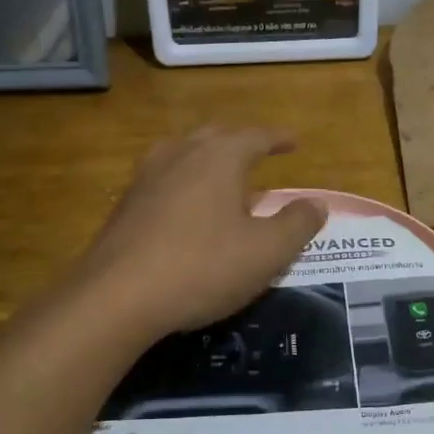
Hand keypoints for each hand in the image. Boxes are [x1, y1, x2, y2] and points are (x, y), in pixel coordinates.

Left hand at [78, 126, 325, 335]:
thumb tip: (316, 204)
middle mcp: (180, 154)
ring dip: (206, 160)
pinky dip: (183, 183)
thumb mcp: (266, 252)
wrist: (116, 296)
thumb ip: (297, 224)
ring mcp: (146, 177)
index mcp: (219, 157)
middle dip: (239, 143)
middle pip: (215, 136)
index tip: (293, 141)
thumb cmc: (202, 267)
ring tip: (221, 178)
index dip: (277, 138)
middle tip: (257, 154)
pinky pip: (163, 180)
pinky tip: (186, 210)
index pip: (255, 136)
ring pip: (182, 154)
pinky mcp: (125, 205)